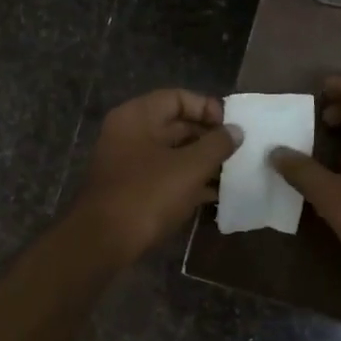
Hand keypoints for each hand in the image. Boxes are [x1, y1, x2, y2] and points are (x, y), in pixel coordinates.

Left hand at [70, 89, 241, 264]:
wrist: (103, 242)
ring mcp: (128, 163)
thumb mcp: (189, 167)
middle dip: (208, 138)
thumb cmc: (147, 195)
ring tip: (233, 173)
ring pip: (172, 153)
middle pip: (175, 125)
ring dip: (201, 162)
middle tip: (238, 152)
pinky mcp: (131, 189)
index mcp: (137, 117)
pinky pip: (165, 176)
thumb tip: (236, 130)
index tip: (232, 127)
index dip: (207, 108)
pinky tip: (215, 195)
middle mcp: (129, 134)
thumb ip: (217, 145)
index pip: (178, 98)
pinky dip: (187, 181)